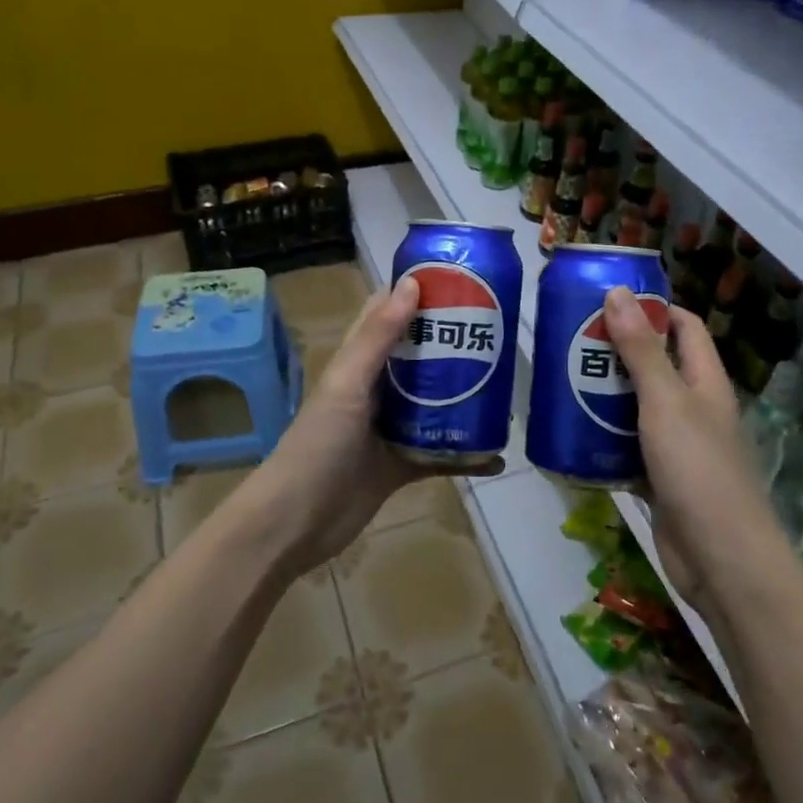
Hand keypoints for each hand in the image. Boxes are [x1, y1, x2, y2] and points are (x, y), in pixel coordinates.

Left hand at [252, 275, 502, 576]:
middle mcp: (377, 389)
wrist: (296, 522)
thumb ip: (379, 337)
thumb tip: (413, 282)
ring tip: (507, 384)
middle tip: (499, 332)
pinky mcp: (403, 464)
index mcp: (359, 362)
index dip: (418, 293)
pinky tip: (498, 457)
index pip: (388, 314)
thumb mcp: (347, 384)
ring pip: (435, 402)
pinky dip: (467, 455)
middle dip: (454, 342)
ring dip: (466, 395)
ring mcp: (391, 428)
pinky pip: (441, 452)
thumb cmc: (318, 444)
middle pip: (420, 356)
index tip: (462, 279)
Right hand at [602, 286, 781, 614]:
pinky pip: (628, 448)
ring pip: (638, 408)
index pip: (685, 328)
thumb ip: (641, 349)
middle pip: (657, 365)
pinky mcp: (661, 478)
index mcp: (705, 381)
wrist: (719, 558)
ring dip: (606, 395)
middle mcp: (695, 408)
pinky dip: (605, 439)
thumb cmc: (697, 468)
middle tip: (573, 341)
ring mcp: (679, 446)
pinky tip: (573, 433)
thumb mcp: (665, 401)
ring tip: (563, 380)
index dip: (654, 310)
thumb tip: (619, 291)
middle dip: (619, 351)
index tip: (609, 302)